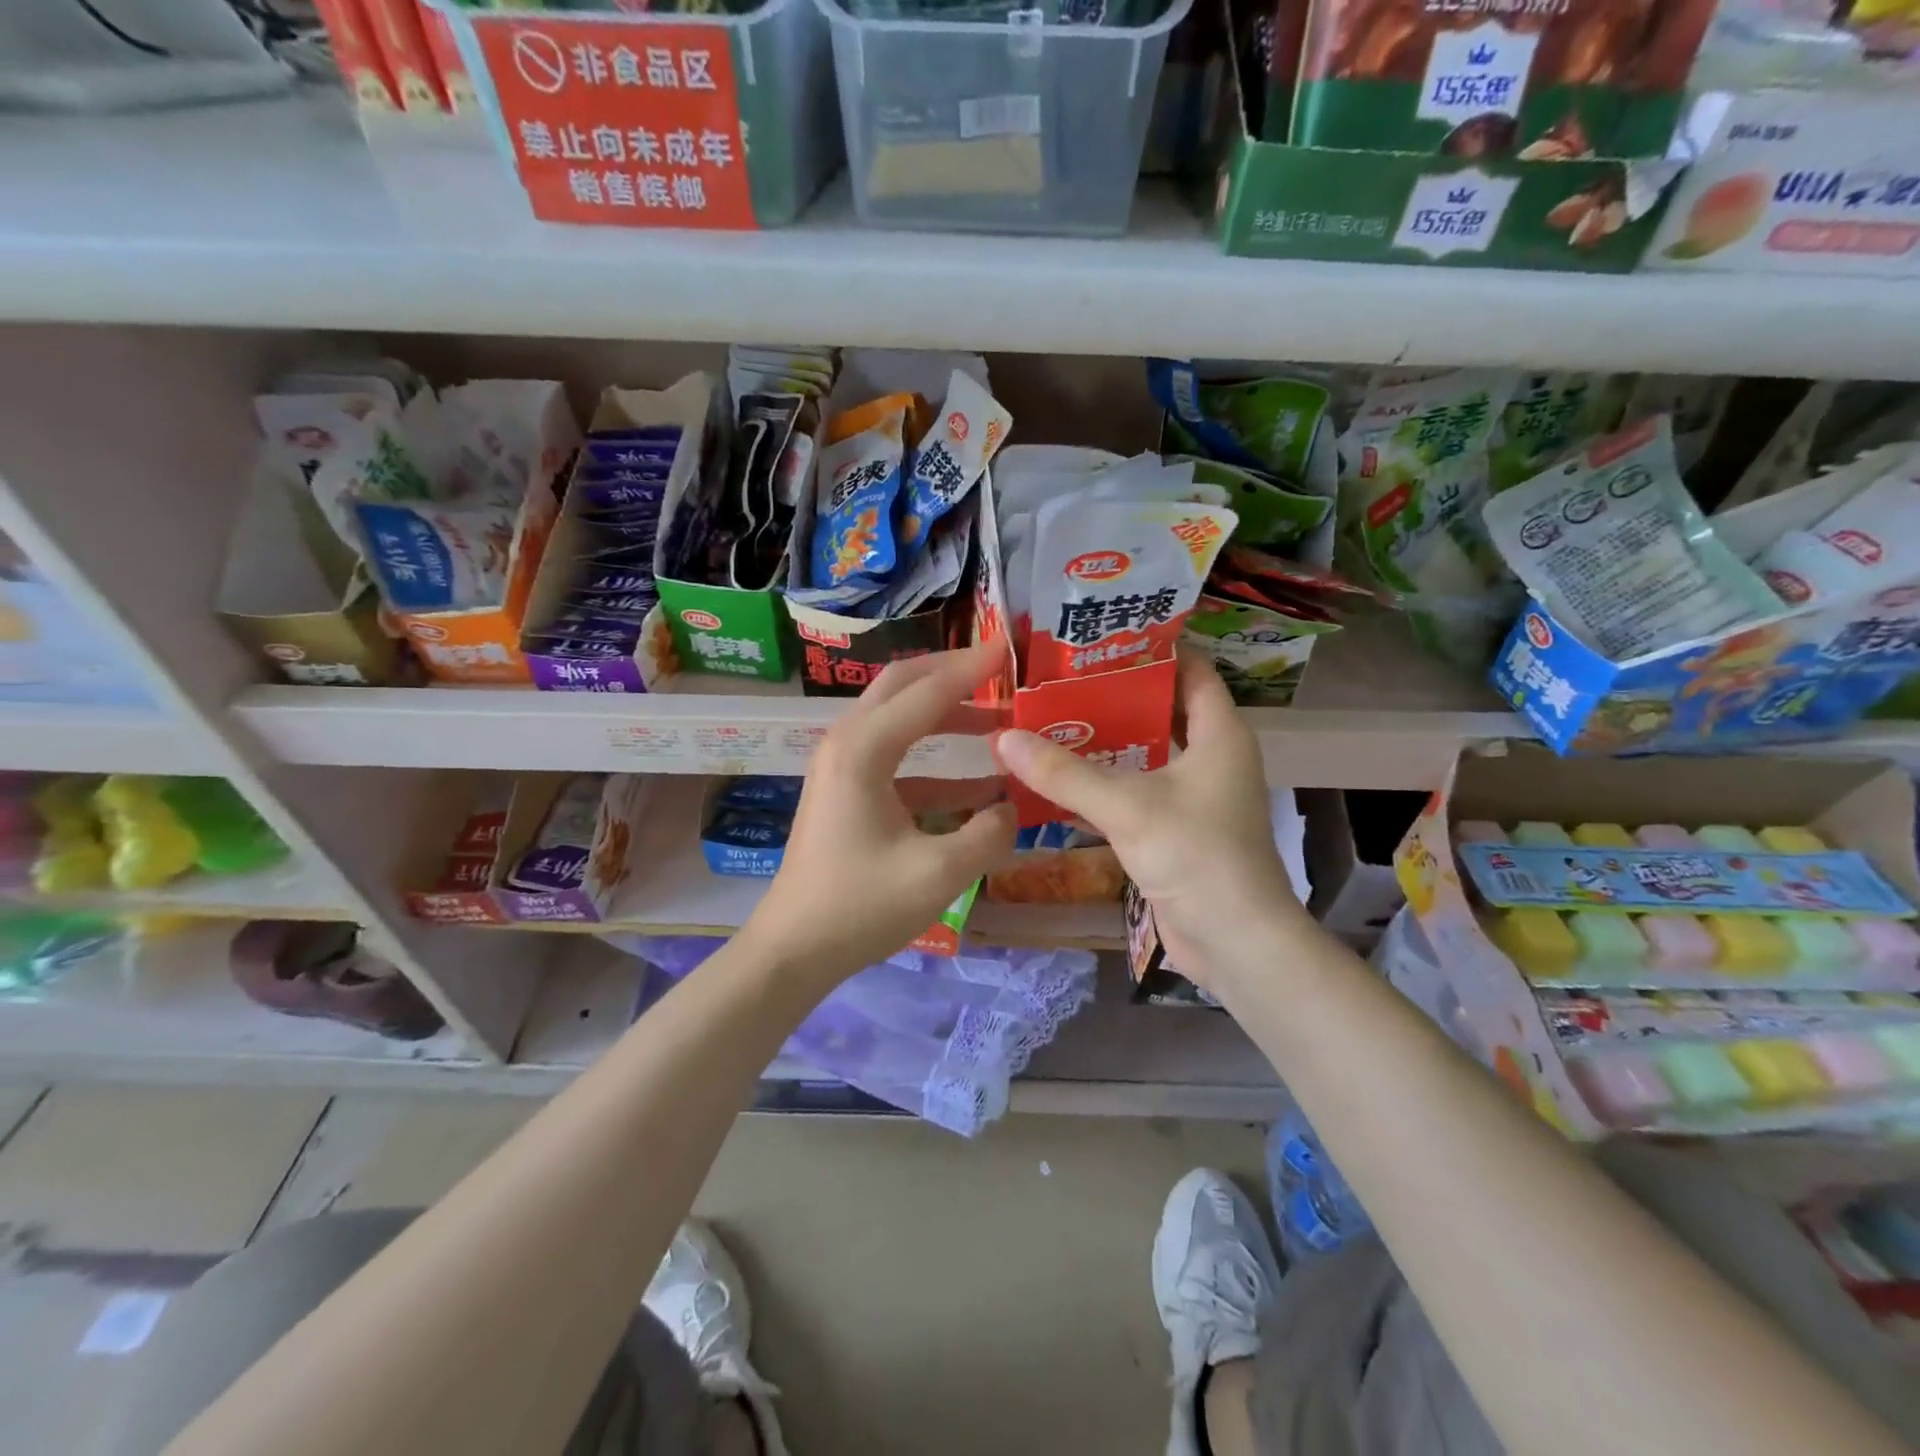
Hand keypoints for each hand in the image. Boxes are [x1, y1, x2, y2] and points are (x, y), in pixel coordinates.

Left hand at [739, 643, 1017, 990]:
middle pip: (903, 686)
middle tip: (1000, 672)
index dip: (972, 669)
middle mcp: (847, 743)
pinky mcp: (846, 791)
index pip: (927, 692)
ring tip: (999, 724)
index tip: (1010, 647)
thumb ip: (989, 834)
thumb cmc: (860, 907)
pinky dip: (937, 762)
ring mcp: (842, 767)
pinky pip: (898, 758)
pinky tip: (979, 784)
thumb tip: (1012, 808)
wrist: (795, 948)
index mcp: (864, 750)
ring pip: (899, 720)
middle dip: (953, 675)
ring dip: (947, 716)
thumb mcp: (938, 874)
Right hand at [993, 653, 1303, 990]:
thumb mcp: (1128, 807)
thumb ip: (1065, 773)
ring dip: (1104, 741)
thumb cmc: (1196, 857)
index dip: (1154, 649)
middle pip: (1161, 710)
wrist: (1235, 942)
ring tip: (1050, 720)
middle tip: (1059, 679)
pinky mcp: (1176, 830)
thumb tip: (1003, 738)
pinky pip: (1136, 792)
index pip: (1192, 670)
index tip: (1101, 638)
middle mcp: (1211, 757)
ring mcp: (1195, 796)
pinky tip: (1059, 779)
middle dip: (1114, 694)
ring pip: (1145, 753)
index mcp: (1219, 734)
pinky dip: (1104, 783)